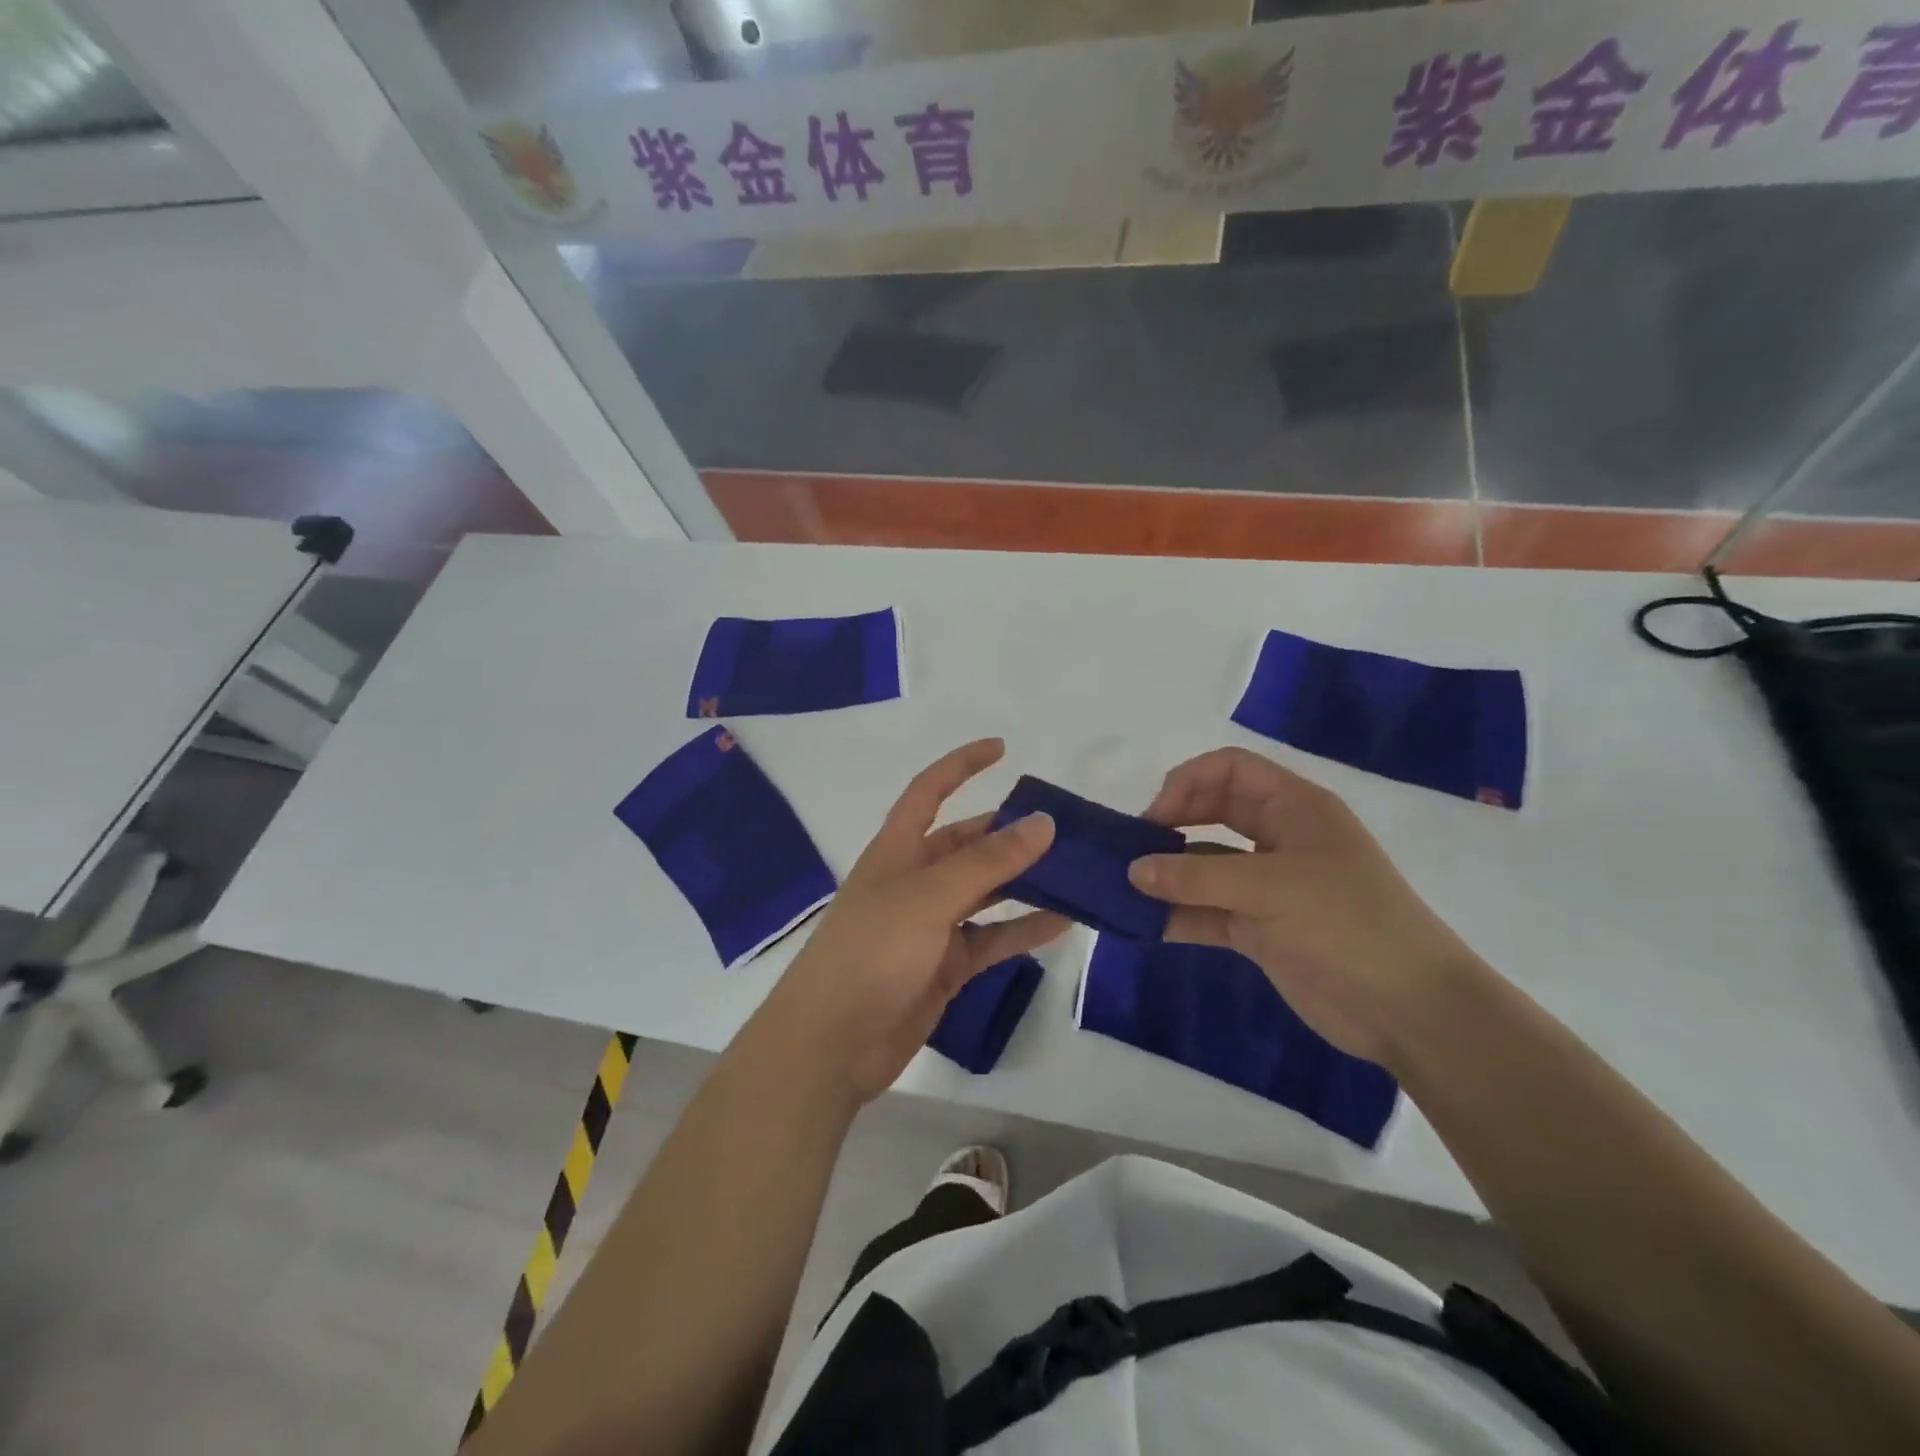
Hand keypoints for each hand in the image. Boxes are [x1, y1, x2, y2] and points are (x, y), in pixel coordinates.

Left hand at [761, 739, 1068, 1104]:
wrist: (832, 1043)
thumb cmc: (872, 952)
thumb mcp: (929, 897)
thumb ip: (987, 862)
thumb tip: (1042, 823)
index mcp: (899, 850)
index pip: (930, 791)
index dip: (961, 765)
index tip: (1002, 749)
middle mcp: (916, 880)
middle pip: (969, 845)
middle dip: (1011, 835)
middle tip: (1066, 831)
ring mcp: (932, 925)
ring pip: (988, 893)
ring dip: (1027, 884)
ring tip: (1077, 874)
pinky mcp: (946, 965)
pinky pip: (993, 938)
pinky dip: (1024, 930)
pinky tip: (1064, 923)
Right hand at [1129, 748, 1480, 1066]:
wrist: (1409, 1009)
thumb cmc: (1346, 924)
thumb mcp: (1269, 889)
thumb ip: (1195, 878)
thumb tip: (1132, 870)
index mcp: (1294, 807)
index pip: (1229, 769)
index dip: (1187, 783)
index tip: (1154, 820)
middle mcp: (1279, 838)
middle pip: (1212, 812)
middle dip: (1170, 826)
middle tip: (1132, 853)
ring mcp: (1269, 885)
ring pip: (1206, 865)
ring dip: (1168, 876)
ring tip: (1126, 891)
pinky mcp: (1261, 928)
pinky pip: (1209, 911)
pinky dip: (1180, 915)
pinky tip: (1147, 925)